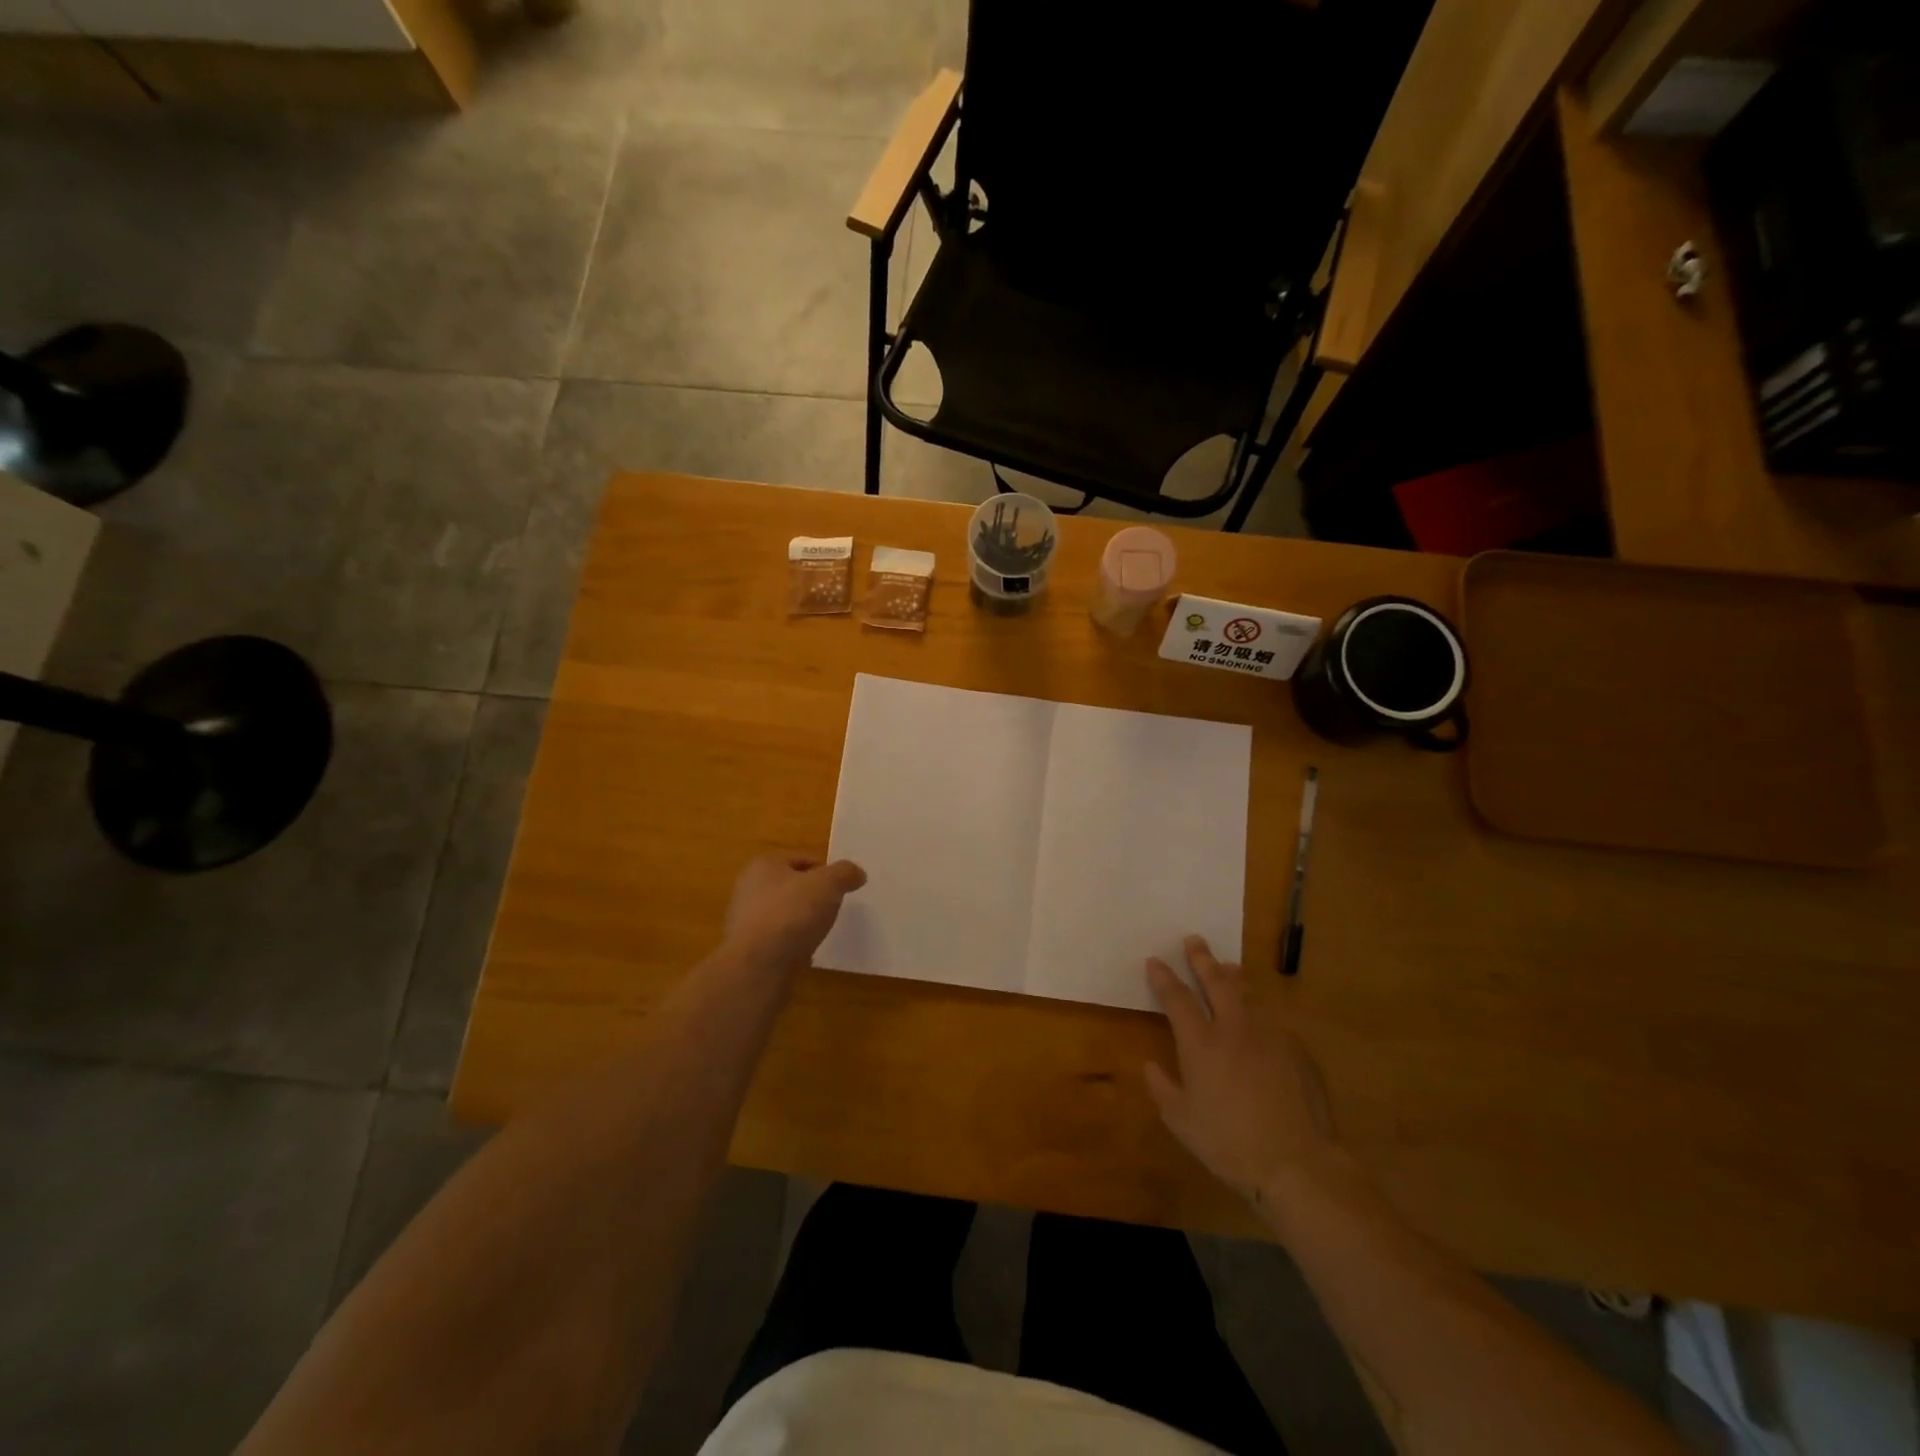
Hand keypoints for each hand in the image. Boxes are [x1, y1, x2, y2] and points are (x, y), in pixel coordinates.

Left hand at [724, 855, 866, 971]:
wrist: (759, 967)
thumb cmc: (791, 913)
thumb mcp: (828, 884)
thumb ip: (845, 873)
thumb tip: (857, 873)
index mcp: (763, 866)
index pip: (800, 860)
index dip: (824, 870)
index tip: (841, 887)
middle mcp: (749, 890)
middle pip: (791, 887)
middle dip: (812, 896)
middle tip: (834, 907)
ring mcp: (746, 922)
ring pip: (784, 914)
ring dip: (802, 921)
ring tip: (822, 931)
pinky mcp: (749, 951)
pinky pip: (778, 940)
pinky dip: (793, 943)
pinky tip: (806, 952)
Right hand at [1144, 936, 1336, 1204]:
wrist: (1297, 1163)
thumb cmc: (1229, 1143)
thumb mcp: (1182, 1122)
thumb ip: (1163, 1089)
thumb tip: (1151, 1066)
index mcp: (1201, 1043)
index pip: (1177, 998)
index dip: (1163, 977)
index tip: (1155, 961)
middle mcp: (1233, 1028)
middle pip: (1216, 981)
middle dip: (1201, 958)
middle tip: (1194, 940)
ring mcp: (1269, 1035)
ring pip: (1248, 993)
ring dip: (1233, 976)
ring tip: (1227, 966)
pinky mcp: (1296, 1050)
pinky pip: (1272, 1018)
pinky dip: (1259, 1007)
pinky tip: (1259, 1015)